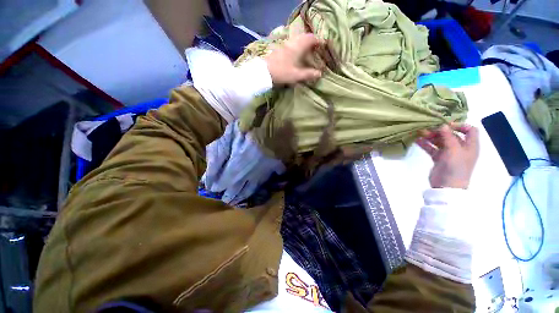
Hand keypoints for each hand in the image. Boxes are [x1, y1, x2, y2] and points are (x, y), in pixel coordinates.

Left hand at [264, 33, 322, 84]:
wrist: (264, 72)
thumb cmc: (281, 73)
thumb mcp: (296, 75)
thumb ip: (308, 74)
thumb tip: (319, 73)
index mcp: (297, 47)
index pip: (311, 39)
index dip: (318, 40)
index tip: (323, 44)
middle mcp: (292, 43)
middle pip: (304, 37)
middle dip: (312, 40)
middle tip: (316, 47)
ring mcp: (284, 45)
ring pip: (297, 39)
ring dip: (304, 42)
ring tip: (308, 50)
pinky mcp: (279, 49)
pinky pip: (292, 43)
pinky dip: (297, 45)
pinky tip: (296, 53)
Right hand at [416, 124, 479, 188]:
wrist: (447, 187)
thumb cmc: (455, 168)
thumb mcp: (454, 151)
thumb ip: (448, 137)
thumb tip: (442, 125)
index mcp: (470, 145)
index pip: (470, 130)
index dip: (460, 125)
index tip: (446, 125)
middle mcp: (461, 148)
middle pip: (451, 135)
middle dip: (440, 131)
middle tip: (428, 129)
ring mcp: (449, 154)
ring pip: (440, 141)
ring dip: (431, 137)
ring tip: (420, 133)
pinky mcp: (439, 158)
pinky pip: (432, 149)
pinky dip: (426, 144)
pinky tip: (417, 141)